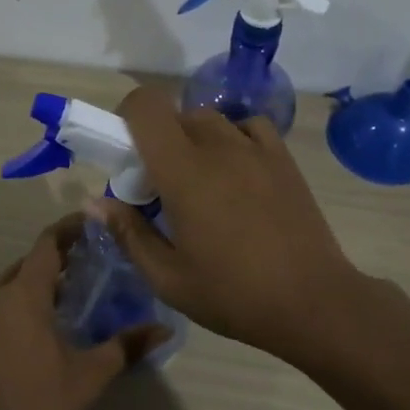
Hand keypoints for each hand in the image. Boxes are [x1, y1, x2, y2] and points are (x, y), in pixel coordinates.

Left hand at [0, 216, 167, 409]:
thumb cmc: (37, 402)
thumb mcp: (89, 375)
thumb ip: (125, 346)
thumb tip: (163, 329)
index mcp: (23, 294)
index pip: (47, 244)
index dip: (68, 230)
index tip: (89, 225)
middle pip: (25, 265)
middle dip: (53, 263)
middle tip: (82, 271)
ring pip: (5, 287)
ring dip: (30, 287)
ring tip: (58, 305)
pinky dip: (11, 308)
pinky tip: (27, 333)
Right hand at [99, 87, 376, 361]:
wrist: (313, 302)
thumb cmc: (233, 294)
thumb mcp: (168, 277)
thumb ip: (128, 233)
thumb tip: (95, 201)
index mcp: (183, 172)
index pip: (146, 107)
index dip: (127, 118)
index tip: (126, 157)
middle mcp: (218, 147)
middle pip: (176, 116)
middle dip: (158, 142)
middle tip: (162, 188)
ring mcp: (256, 149)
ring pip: (211, 120)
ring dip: (194, 141)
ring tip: (202, 184)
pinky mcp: (283, 159)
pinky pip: (249, 128)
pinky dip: (234, 139)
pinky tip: (237, 174)